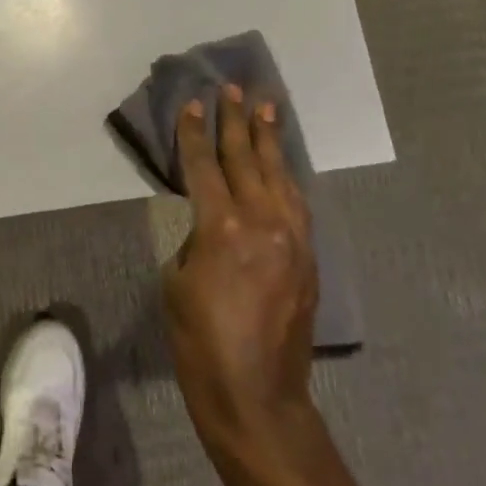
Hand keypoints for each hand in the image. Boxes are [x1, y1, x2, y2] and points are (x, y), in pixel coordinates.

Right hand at [163, 84, 319, 466]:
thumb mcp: (176, 284)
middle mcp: (263, 222)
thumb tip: (212, 228)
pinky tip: (283, 164)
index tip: (194, 103)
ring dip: (270, 140)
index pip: (204, 166)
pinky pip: (297, 204)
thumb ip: (195, 242)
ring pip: (280, 175)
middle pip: (247, 159)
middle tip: (235, 88)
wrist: (257, 397)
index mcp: (222, 228)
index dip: (195, 133)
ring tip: (267, 108)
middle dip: (238, 122)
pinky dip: (287, 177)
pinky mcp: (309, 257)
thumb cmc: (200, 343)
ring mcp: (293, 238)